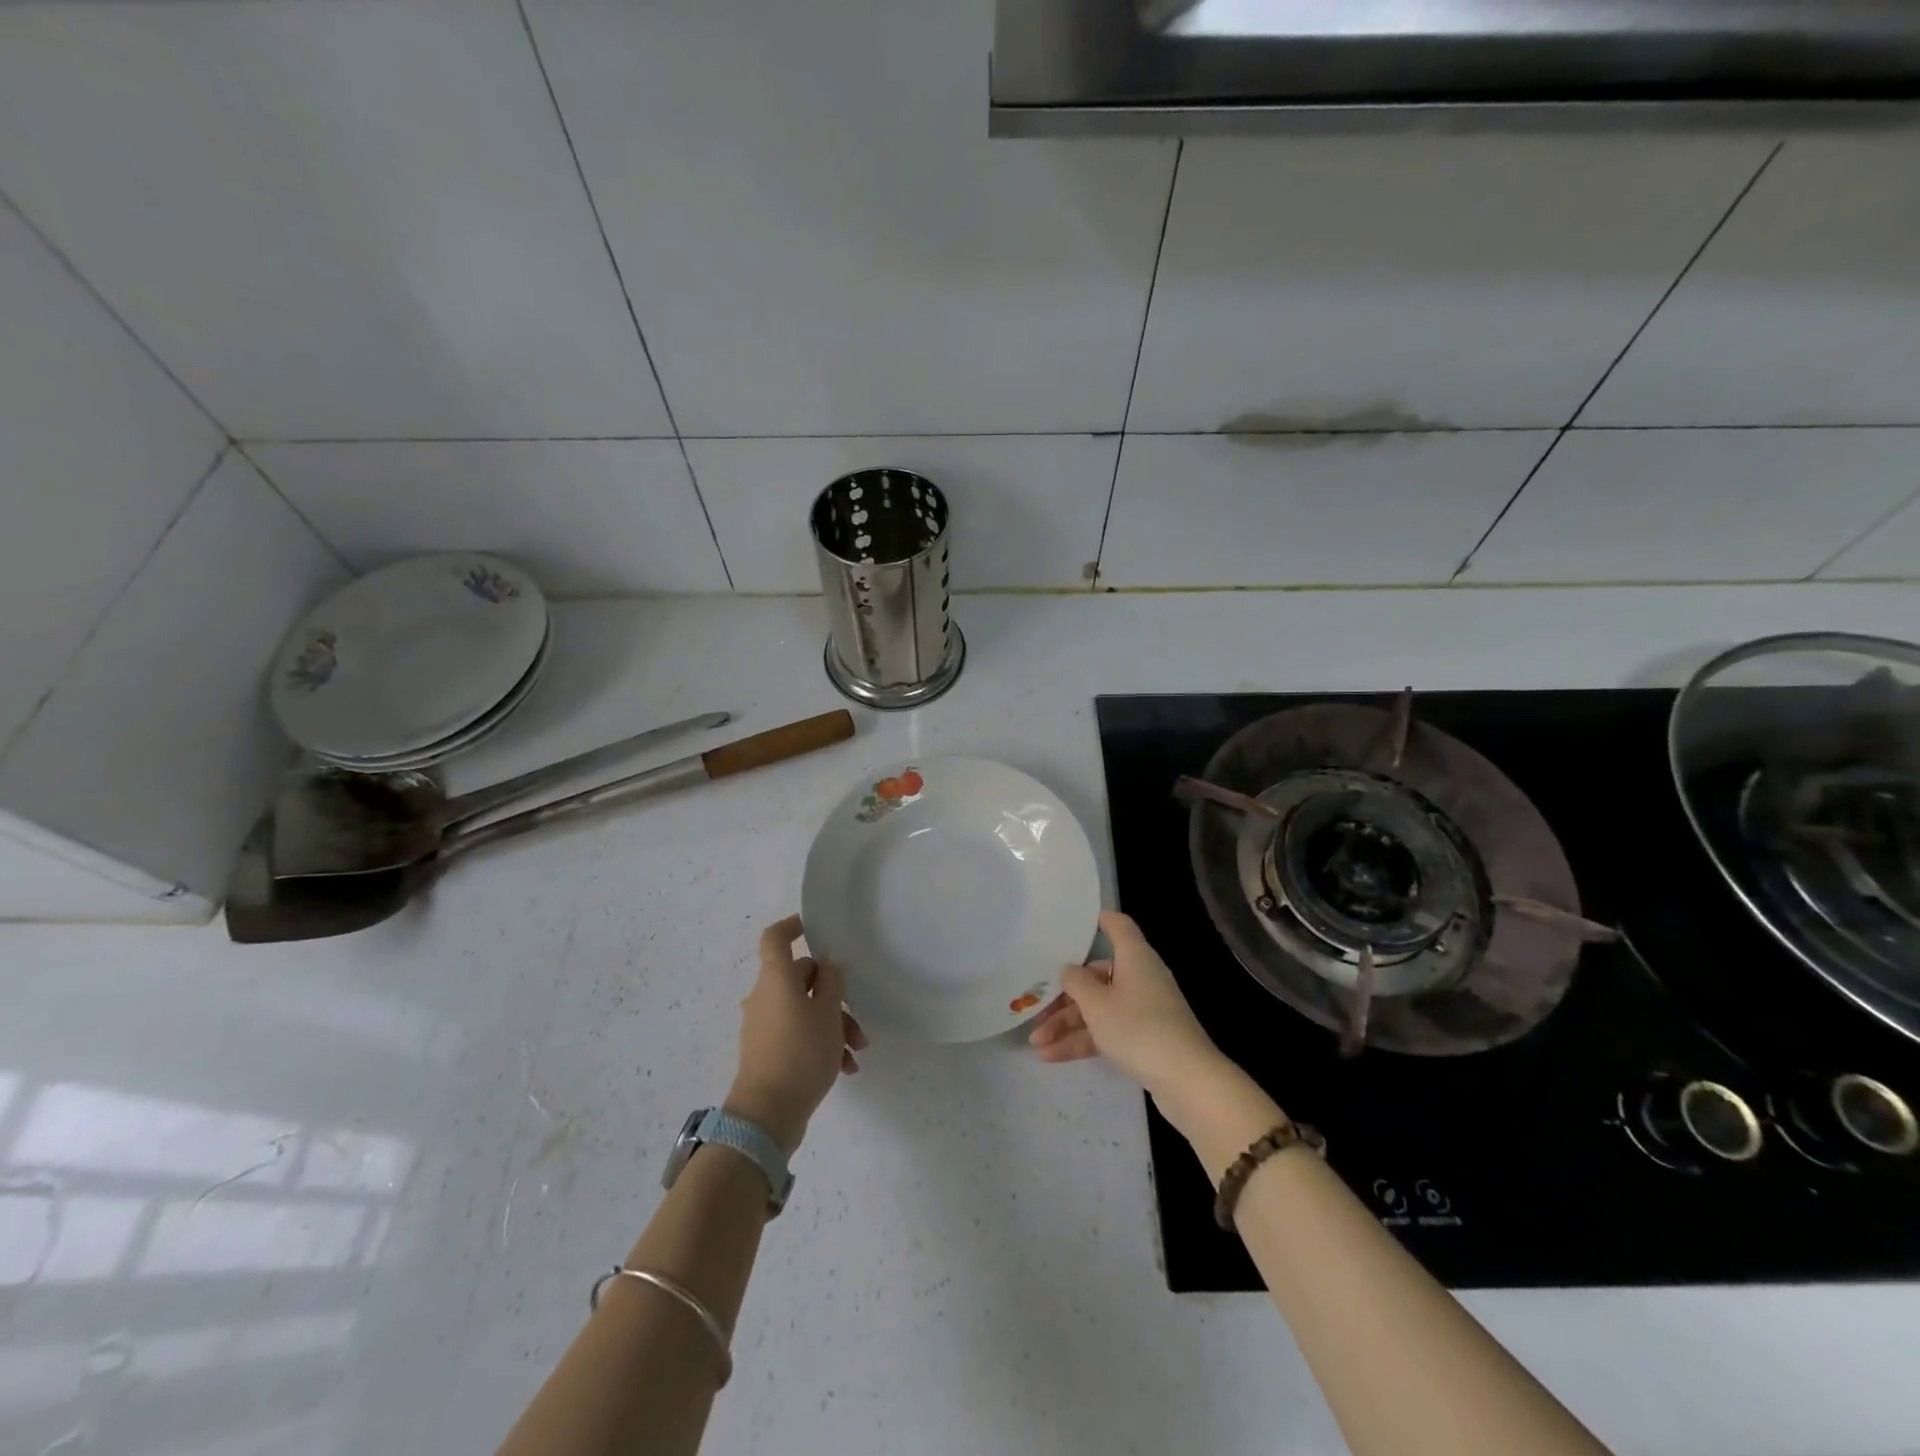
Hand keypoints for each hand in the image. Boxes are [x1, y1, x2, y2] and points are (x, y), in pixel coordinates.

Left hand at [726, 915, 866, 1154]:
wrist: (767, 1114)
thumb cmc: (800, 1052)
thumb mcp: (828, 1013)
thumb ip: (832, 983)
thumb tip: (827, 969)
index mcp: (775, 979)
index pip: (775, 938)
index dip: (793, 926)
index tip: (814, 928)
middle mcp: (764, 996)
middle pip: (800, 978)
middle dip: (834, 996)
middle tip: (858, 1020)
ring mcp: (763, 1025)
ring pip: (803, 1010)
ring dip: (832, 1025)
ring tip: (857, 1051)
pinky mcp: (766, 1051)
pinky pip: (797, 1034)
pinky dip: (820, 1044)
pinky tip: (844, 1068)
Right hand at [1029, 911, 1231, 1111]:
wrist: (1187, 1081)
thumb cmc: (1138, 1028)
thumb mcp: (1097, 1004)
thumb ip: (1076, 983)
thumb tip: (1069, 970)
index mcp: (1134, 958)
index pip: (1118, 927)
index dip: (1100, 921)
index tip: (1074, 924)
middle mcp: (1140, 978)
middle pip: (1097, 976)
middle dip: (1064, 995)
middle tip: (1035, 1008)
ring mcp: (1144, 1010)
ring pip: (1099, 1008)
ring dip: (1067, 1024)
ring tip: (1035, 1043)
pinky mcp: (1145, 1039)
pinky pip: (1107, 1031)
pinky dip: (1083, 1041)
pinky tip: (1051, 1057)